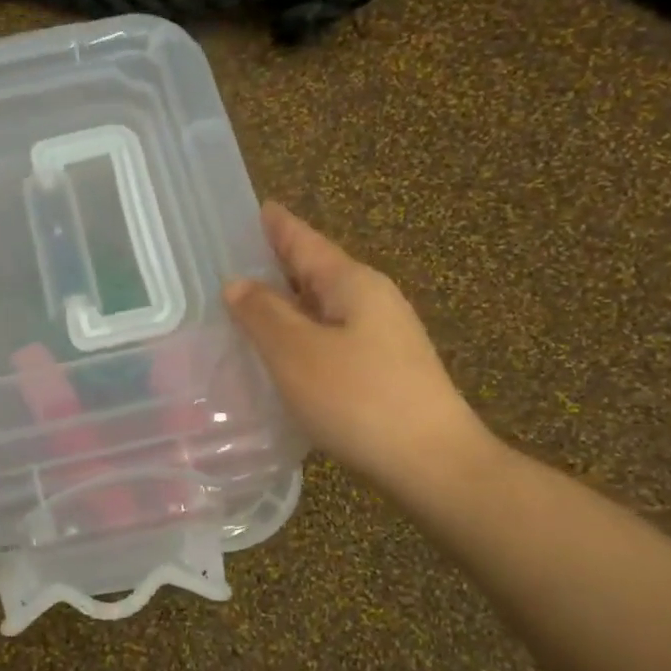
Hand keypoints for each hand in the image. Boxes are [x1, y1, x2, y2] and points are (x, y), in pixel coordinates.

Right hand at [223, 202, 494, 493]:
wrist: (433, 463)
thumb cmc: (358, 400)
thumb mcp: (297, 353)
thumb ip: (263, 315)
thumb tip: (238, 283)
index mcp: (353, 284)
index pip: (306, 243)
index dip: (279, 226)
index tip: (260, 207)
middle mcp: (373, 301)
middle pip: (318, 272)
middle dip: (281, 264)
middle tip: (239, 260)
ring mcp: (385, 337)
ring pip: (325, 308)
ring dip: (290, 304)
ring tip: (251, 306)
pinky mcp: (386, 371)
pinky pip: (333, 338)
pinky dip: (304, 335)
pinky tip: (286, 354)